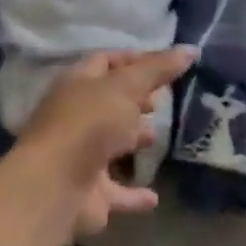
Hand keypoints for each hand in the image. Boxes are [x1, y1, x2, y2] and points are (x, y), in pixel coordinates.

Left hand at [14, 48, 194, 239]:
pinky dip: (134, 194)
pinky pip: (118, 192)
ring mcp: (81, 155)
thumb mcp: (127, 87)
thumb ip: (157, 69)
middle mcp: (77, 115)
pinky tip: (155, 197)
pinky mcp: (90, 194)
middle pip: (109, 102)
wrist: (55, 185)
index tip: (164, 63)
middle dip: (134, 99)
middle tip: (162, 100)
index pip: (106, 61)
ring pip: (111, 143)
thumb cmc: (89, 123)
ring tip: (158, 136)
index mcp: (78, 83)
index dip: (133, 59)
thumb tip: (190, 48)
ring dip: (132, 140)